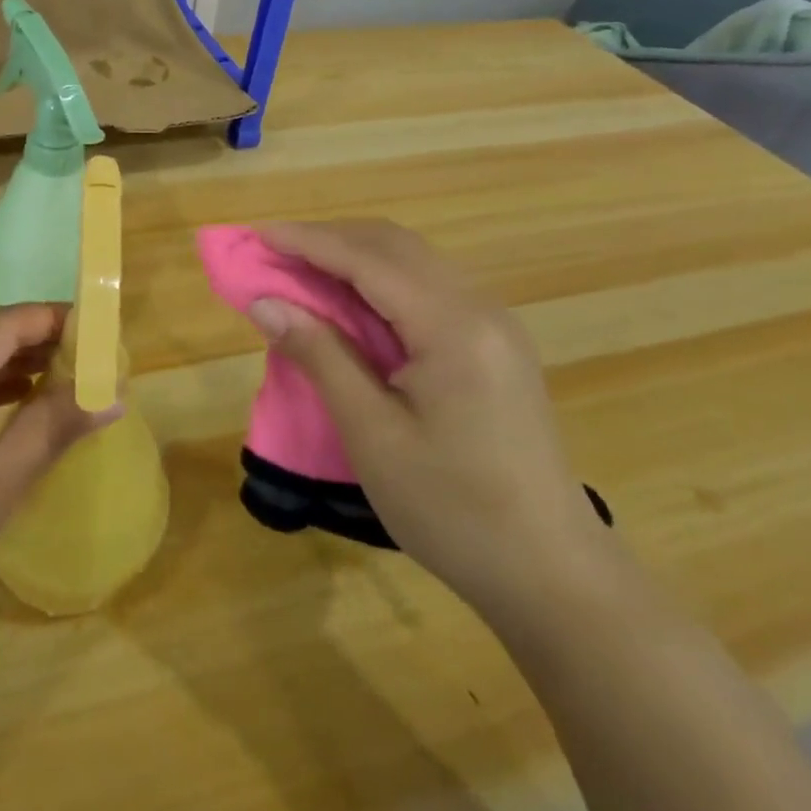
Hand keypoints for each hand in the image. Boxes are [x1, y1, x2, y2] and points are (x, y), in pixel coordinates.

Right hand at [244, 220, 609, 616]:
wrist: (553, 576)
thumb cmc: (454, 510)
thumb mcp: (373, 435)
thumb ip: (320, 356)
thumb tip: (264, 303)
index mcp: (453, 326)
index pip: (367, 259)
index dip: (308, 241)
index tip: (257, 234)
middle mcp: (479, 307)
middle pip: (393, 245)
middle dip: (329, 239)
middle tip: (274, 252)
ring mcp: (494, 324)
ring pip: (413, 262)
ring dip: (354, 256)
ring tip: (302, 271)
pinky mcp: (495, 345)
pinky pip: (428, 287)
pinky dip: (380, 281)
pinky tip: (352, 304)